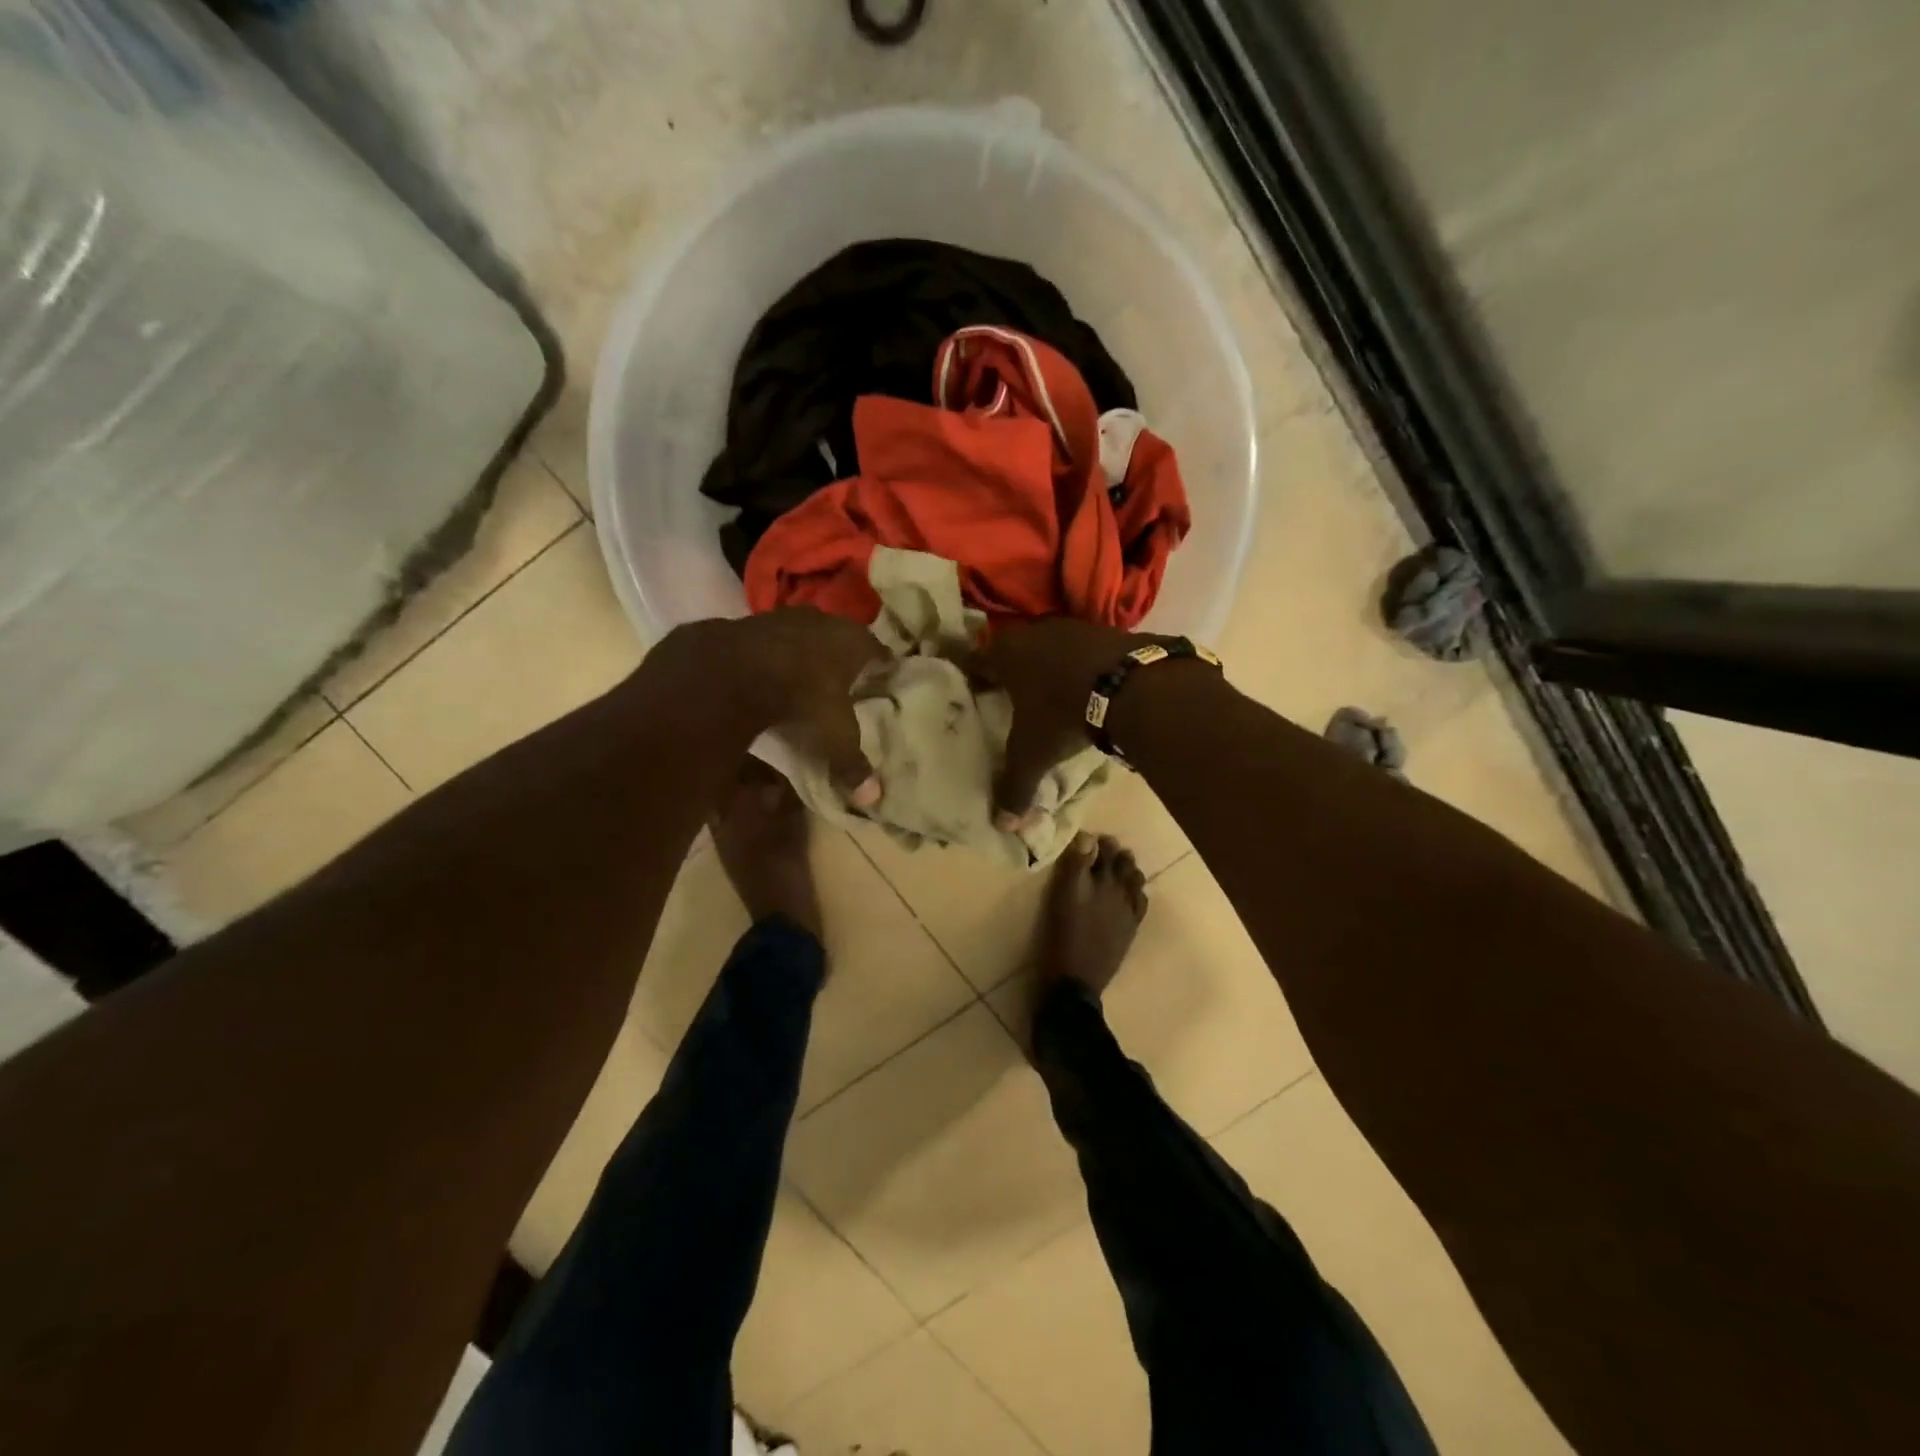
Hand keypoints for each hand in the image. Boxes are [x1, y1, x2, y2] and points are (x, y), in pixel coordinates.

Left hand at [658, 610, 888, 807]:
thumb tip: (872, 799)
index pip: (879, 653)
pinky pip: (767, 640)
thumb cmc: (801, 697)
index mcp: (853, 642)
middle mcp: (823, 621)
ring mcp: (783, 617)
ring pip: (804, 634)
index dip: (883, 669)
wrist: (732, 669)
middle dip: (843, 657)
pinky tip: (765, 672)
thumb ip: (851, 762)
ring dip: (805, 652)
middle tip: (846, 679)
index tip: (885, 681)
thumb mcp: (833, 735)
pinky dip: (770, 655)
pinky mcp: (747, 622)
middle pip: (841, 638)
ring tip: (805, 676)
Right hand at [963, 619, 1141, 825]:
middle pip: (1011, 650)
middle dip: (1008, 670)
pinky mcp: (1104, 630)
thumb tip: (1003, 825)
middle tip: (1005, 692)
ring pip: (1046, 647)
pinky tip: (1084, 684)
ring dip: (1045, 665)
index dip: (971, 677)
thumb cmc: (1063, 714)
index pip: (975, 661)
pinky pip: (1080, 649)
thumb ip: (1015, 787)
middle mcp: (1032, 632)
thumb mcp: (1034, 754)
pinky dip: (1078, 665)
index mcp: (1004, 655)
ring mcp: (1070, 627)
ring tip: (1046, 690)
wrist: (1129, 685)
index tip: (969, 690)